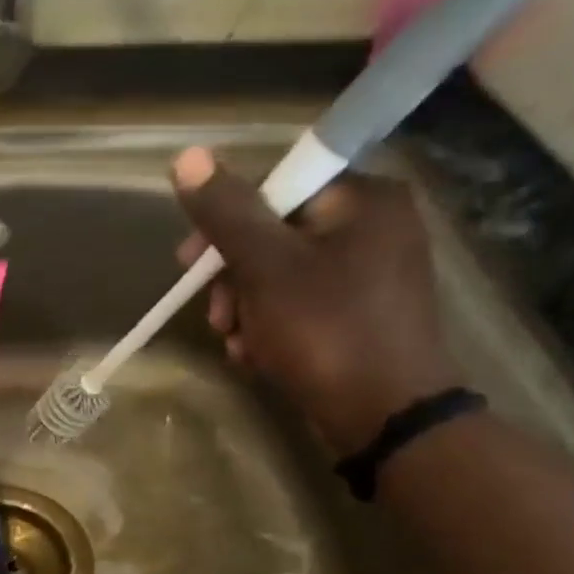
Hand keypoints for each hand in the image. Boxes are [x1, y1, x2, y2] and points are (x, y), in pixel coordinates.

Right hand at [173, 145, 459, 454]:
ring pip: (280, 276)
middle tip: (217, 317)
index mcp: (363, 201)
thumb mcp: (265, 268)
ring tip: (237, 344)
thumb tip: (187, 156)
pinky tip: (256, 355)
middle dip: (233, 280)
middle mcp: (374, 228)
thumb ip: (226, 213)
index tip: (190, 264)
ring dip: (245, 309)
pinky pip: (300, 305)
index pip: (276, 188)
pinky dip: (270, 327)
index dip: (226, 223)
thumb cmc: (326, 331)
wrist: (385, 418)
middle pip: (274, 235)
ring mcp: (371, 275)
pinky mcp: (363, 314)